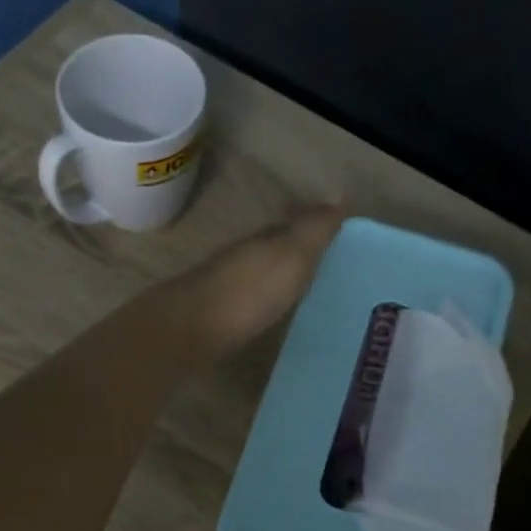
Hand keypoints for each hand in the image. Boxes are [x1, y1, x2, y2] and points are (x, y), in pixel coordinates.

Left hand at [178, 205, 345, 357]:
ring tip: (306, 299)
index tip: (339, 244)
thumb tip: (340, 199)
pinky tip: (274, 320)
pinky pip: (249, 306)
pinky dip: (264, 308)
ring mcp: (226, 289)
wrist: (190, 331)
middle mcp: (243, 259)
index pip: (292, 227)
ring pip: (260, 279)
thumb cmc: (248, 292)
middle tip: (327, 273)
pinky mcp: (216, 319)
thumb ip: (314, 231)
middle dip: (298, 259)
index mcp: (263, 241)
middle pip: (274, 253)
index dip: (314, 232)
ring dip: (280, 284)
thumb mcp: (291, 255)